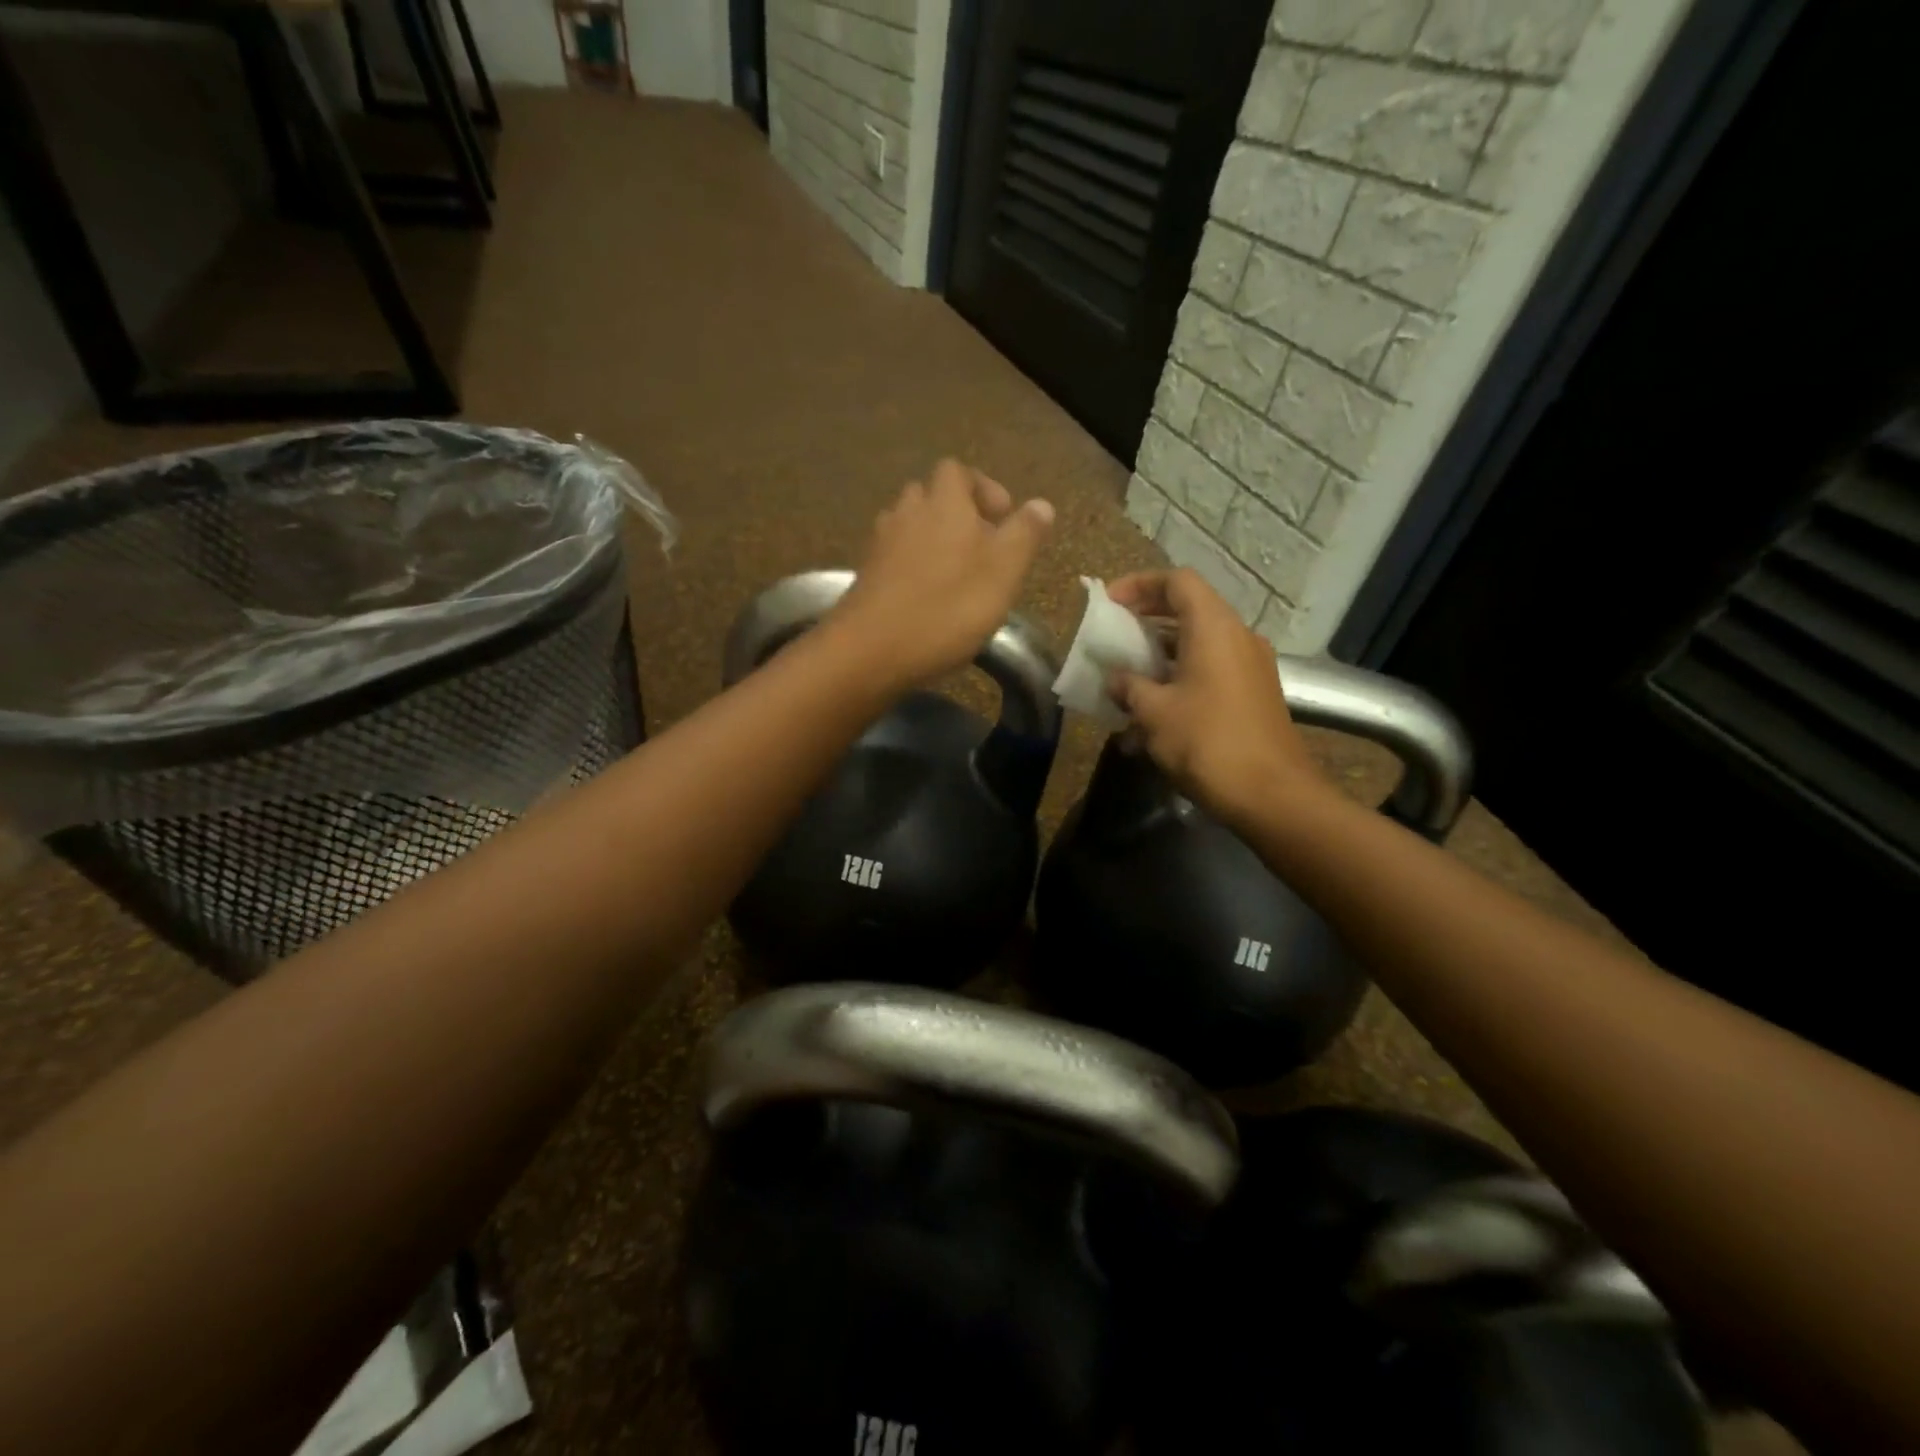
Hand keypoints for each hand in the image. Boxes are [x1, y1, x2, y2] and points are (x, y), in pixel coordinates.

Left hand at [829, 459, 1053, 689]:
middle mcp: (907, 512)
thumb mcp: (1003, 572)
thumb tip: (1040, 504)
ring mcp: (880, 544)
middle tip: (980, 549)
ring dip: (932, 542)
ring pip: (909, 527)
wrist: (871, 651)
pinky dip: (912, 569)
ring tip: (955, 576)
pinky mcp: (865, 576)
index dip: (983, 488)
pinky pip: (893, 558)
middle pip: (930, 496)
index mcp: (944, 502)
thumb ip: (1024, 534)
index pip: (958, 471)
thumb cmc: (948, 608)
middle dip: (956, 515)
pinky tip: (926, 600)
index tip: (1002, 519)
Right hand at [1107, 569, 1330, 826]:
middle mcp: (1238, 636)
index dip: (1140, 584)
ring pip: (1200, 641)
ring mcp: (1251, 666)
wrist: (1270, 794)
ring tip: (1129, 673)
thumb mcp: (1154, 712)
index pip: (1177, 581)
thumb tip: (1116, 678)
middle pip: (1190, 608)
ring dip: (1163, 650)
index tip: (1110, 604)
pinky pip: (1212, 667)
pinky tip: (1156, 705)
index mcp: (1214, 628)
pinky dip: (1181, 672)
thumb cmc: (1206, 742)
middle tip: (1115, 634)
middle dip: (1148, 617)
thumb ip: (1129, 686)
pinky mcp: (1255, 693)